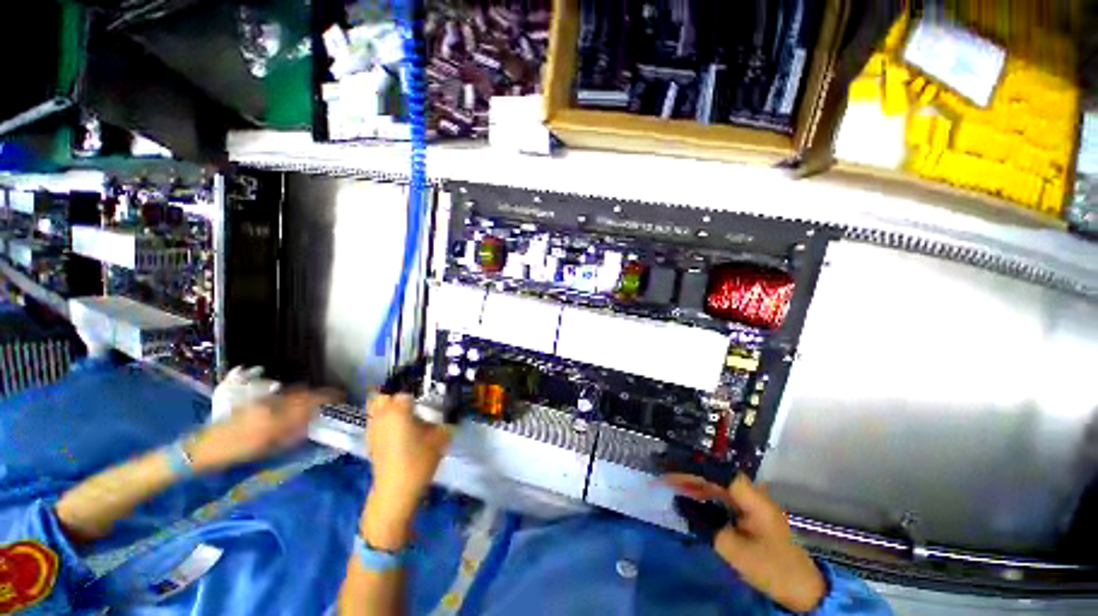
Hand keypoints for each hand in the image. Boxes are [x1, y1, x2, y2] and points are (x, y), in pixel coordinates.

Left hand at [188, 388, 338, 472]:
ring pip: (290, 392)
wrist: (203, 448)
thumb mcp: (267, 448)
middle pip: (301, 393)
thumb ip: (292, 434)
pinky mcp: (252, 399)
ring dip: (304, 395)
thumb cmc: (236, 453)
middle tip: (328, 400)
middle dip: (317, 395)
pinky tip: (290, 402)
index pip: (308, 401)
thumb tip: (313, 423)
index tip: (340, 396)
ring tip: (311, 402)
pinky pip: (278, 393)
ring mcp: (260, 400)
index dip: (327, 396)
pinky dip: (289, 395)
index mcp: (275, 417)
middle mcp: (270, 403)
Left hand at [362, 393, 451, 549]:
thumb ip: (444, 420)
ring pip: (375, 406)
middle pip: (384, 394)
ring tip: (405, 412)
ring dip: (388, 405)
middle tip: (414, 401)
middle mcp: (382, 414)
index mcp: (399, 409)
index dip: (418, 393)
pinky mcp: (370, 440)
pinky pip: (375, 420)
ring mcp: (373, 427)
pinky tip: (398, 428)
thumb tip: (448, 412)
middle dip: (396, 394)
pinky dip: (384, 418)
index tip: (428, 397)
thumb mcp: (440, 437)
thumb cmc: (419, 460)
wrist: (396, 490)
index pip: (407, 391)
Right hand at [665, 474, 826, 612]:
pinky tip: (692, 498)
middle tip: (667, 477)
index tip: (674, 469)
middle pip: (718, 477)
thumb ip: (705, 525)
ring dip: (697, 485)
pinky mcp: (752, 514)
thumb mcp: (734, 550)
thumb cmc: (770, 567)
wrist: (801, 588)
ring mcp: (754, 504)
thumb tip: (681, 504)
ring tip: (674, 484)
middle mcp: (754, 496)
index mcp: (754, 500)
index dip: (697, 468)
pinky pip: (724, 498)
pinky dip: (707, 496)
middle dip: (692, 475)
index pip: (721, 473)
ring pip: (720, 486)